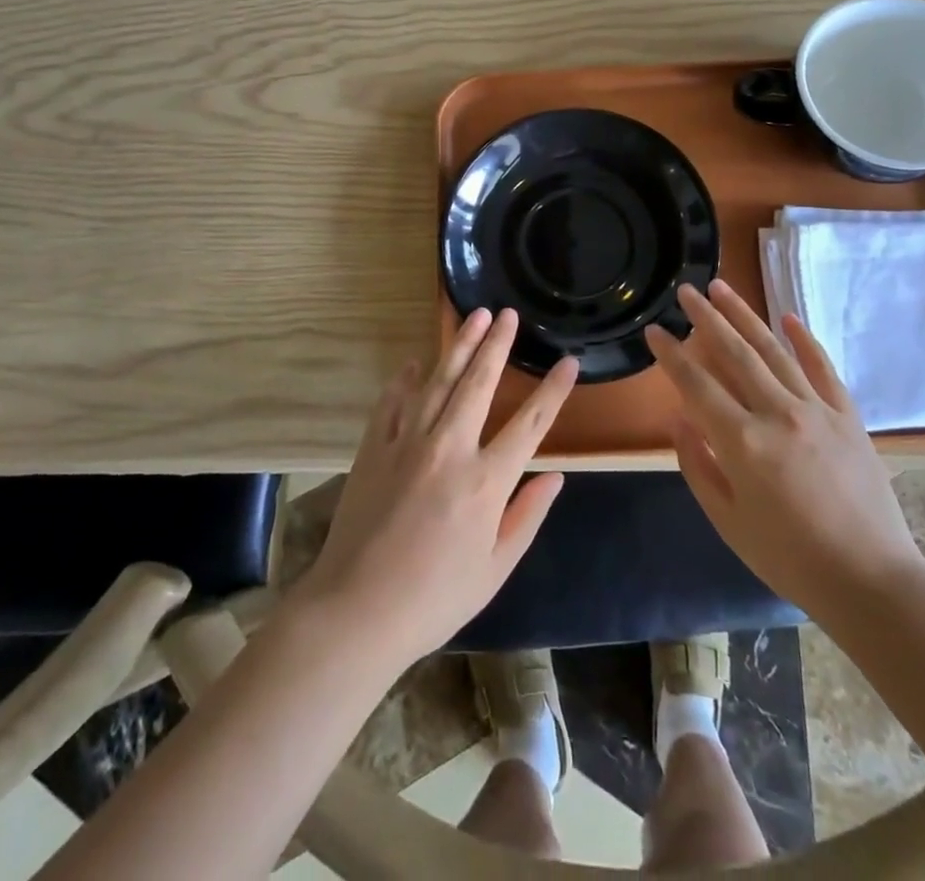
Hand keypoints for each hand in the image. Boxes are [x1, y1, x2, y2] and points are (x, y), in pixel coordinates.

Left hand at [292, 308, 577, 670]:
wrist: (356, 611)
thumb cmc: (435, 598)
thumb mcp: (495, 568)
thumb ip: (527, 516)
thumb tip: (555, 476)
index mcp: (485, 481)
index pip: (530, 424)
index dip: (553, 391)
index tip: (568, 362)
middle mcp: (449, 449)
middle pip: (479, 383)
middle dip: (497, 344)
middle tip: (508, 314)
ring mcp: (407, 443)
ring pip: (438, 381)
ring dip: (458, 346)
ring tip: (473, 317)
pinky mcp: (374, 448)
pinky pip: (392, 402)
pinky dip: (403, 380)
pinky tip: (412, 364)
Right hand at [646, 280, 924, 612]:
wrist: (871, 581)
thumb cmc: (789, 558)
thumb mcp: (728, 520)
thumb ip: (697, 465)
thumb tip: (677, 418)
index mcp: (743, 443)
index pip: (696, 385)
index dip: (672, 355)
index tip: (654, 330)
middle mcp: (778, 414)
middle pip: (735, 353)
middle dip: (706, 318)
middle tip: (686, 290)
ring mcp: (817, 410)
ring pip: (774, 351)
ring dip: (745, 316)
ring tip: (722, 287)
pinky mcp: (847, 416)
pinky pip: (822, 368)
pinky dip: (804, 341)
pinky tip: (787, 317)